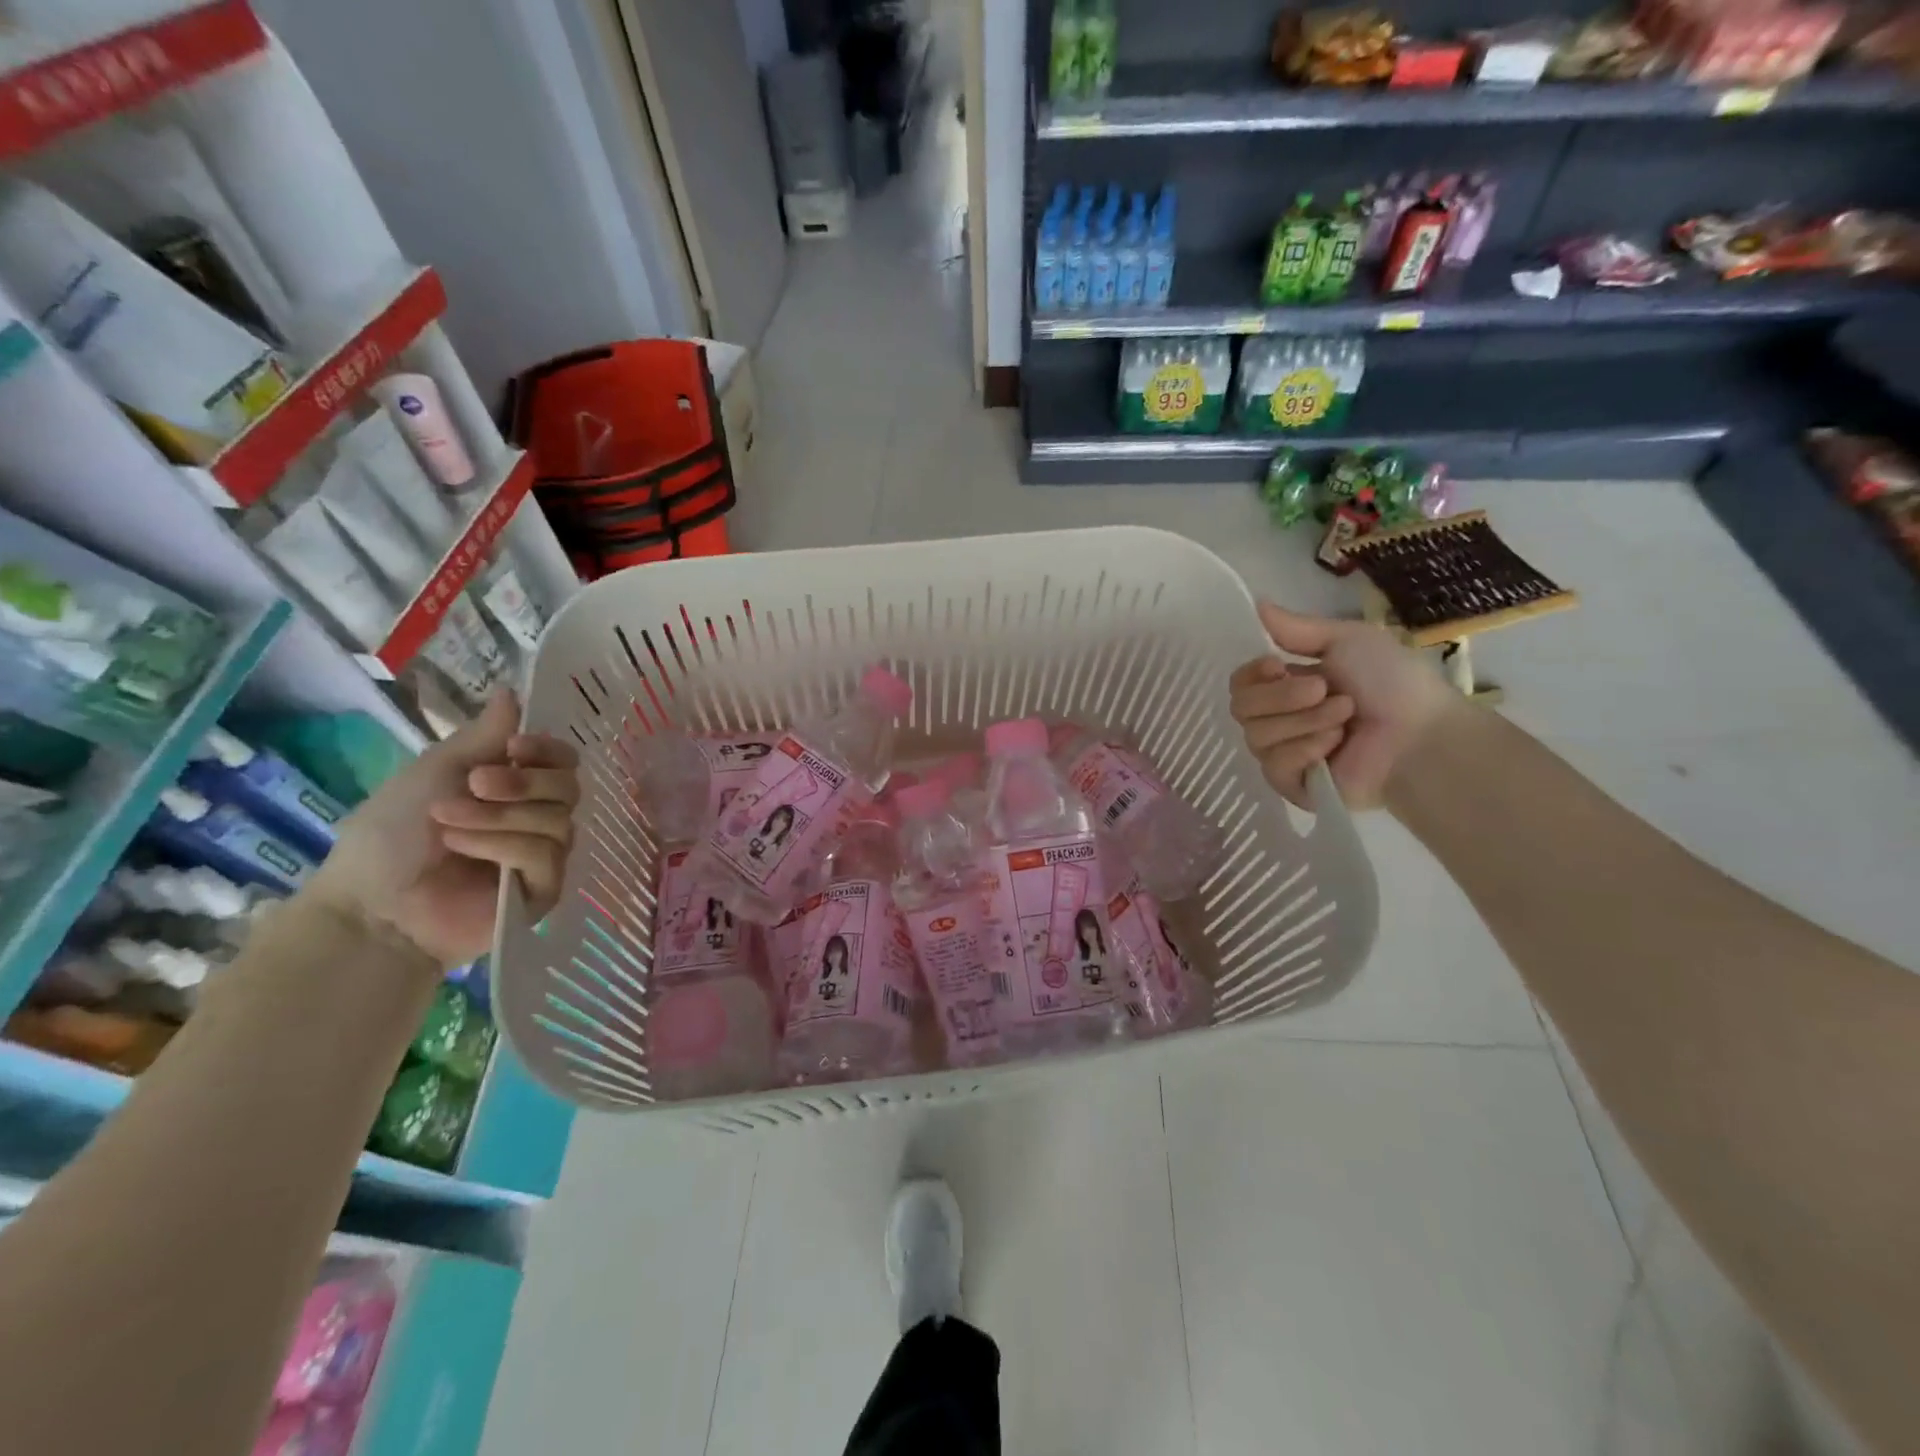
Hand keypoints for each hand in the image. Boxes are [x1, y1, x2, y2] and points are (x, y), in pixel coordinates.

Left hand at [307, 694, 578, 967]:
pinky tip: (465, 851)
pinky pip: (545, 855)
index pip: (563, 762)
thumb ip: (484, 737)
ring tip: (450, 825)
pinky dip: (503, 846)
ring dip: (501, 816)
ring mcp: (543, 856)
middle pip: (569, 787)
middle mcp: (537, 819)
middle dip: (523, 783)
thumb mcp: (436, 772)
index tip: (515, 747)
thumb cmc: (392, 835)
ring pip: (558, 820)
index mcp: (516, 789)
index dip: (548, 750)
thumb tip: (514, 692)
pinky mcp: (543, 890)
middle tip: (475, 784)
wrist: (371, 904)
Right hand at [1229, 601, 1460, 809]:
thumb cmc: (1392, 683)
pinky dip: (1304, 749)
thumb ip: (1296, 628)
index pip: (1240, 683)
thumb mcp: (1347, 640)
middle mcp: (1279, 720)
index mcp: (1288, 686)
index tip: (1277, 665)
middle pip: (1241, 707)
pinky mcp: (1292, 784)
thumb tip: (1256, 603)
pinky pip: (1273, 765)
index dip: (1251, 674)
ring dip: (1303, 721)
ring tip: (1344, 719)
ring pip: (1256, 736)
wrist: (1420, 735)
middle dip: (1283, 696)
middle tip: (1325, 691)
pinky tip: (1334, 747)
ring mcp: (1283, 754)